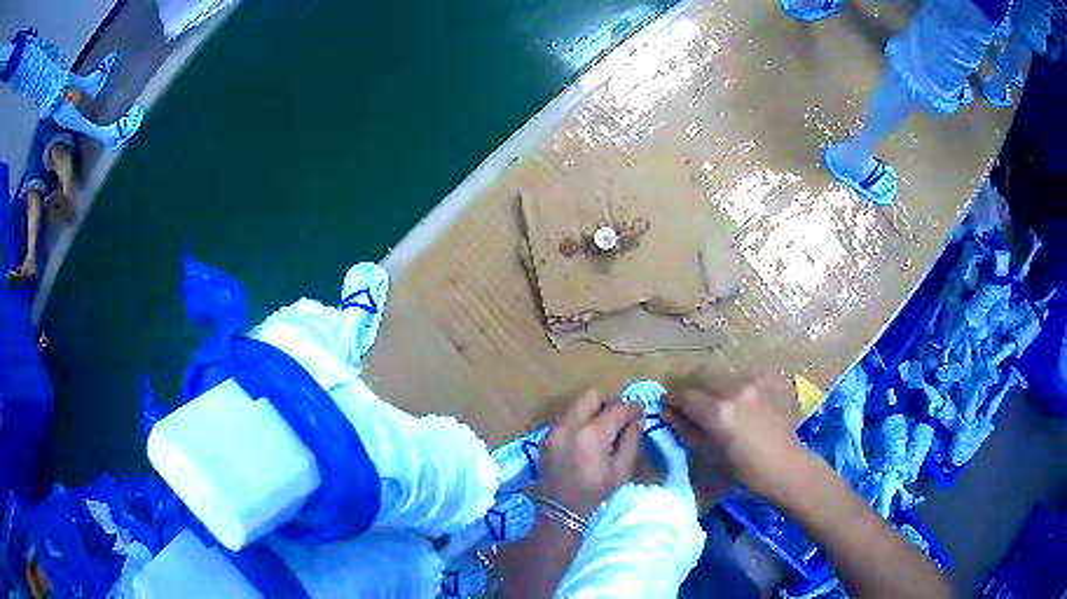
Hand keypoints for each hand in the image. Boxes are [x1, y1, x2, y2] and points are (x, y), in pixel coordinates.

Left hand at [538, 390, 643, 517]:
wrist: (561, 508)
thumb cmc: (596, 491)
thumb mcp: (622, 469)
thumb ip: (631, 440)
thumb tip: (637, 418)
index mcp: (592, 435)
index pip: (616, 409)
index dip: (632, 406)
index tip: (641, 408)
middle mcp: (570, 425)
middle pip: (592, 396)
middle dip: (609, 401)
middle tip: (621, 414)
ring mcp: (555, 429)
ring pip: (577, 404)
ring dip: (593, 409)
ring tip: (605, 424)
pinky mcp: (546, 435)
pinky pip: (566, 416)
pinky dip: (579, 418)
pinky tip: (588, 433)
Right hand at [662, 373, 804, 499]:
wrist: (784, 465)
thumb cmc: (743, 469)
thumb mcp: (708, 453)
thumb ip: (686, 429)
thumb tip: (667, 412)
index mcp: (718, 411)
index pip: (685, 395)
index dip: (672, 399)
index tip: (667, 403)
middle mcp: (735, 389)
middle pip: (703, 376)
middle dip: (693, 388)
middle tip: (691, 402)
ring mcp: (756, 381)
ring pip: (725, 374)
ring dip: (717, 385)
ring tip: (720, 401)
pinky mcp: (771, 379)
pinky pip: (747, 375)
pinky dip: (740, 384)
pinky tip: (744, 398)